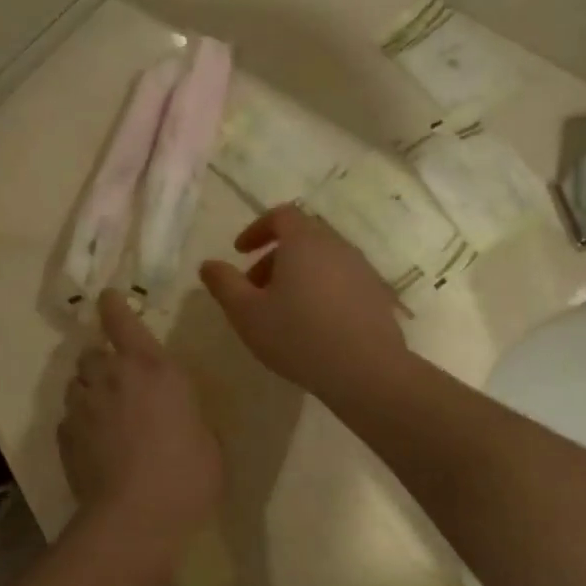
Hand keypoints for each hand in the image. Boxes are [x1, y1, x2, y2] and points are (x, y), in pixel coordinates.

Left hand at [58, 290, 224, 541]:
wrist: (136, 518)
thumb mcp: (205, 437)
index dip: (112, 305)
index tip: (108, 298)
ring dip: (88, 390)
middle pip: (92, 352)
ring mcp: (83, 406)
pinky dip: (79, 423)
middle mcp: (112, 376)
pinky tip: (93, 445)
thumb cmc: (187, 474)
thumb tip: (176, 415)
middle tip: (117, 381)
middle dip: (102, 361)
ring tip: (103, 414)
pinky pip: (68, 418)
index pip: (121, 319)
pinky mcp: (64, 436)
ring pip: (76, 383)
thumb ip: (185, 413)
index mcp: (152, 367)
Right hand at [199, 204, 407, 396]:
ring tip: (281, 310)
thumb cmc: (298, 336)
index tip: (240, 252)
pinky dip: (321, 289)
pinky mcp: (377, 295)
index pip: (281, 215)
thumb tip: (208, 264)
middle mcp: (337, 246)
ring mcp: (362, 270)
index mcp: (305, 242)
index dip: (257, 229)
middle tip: (254, 287)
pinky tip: (313, 325)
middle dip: (273, 256)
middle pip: (302, 237)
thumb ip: (224, 284)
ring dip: (297, 274)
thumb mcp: (247, 313)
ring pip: (322, 260)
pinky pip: (341, 280)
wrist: (367, 370)